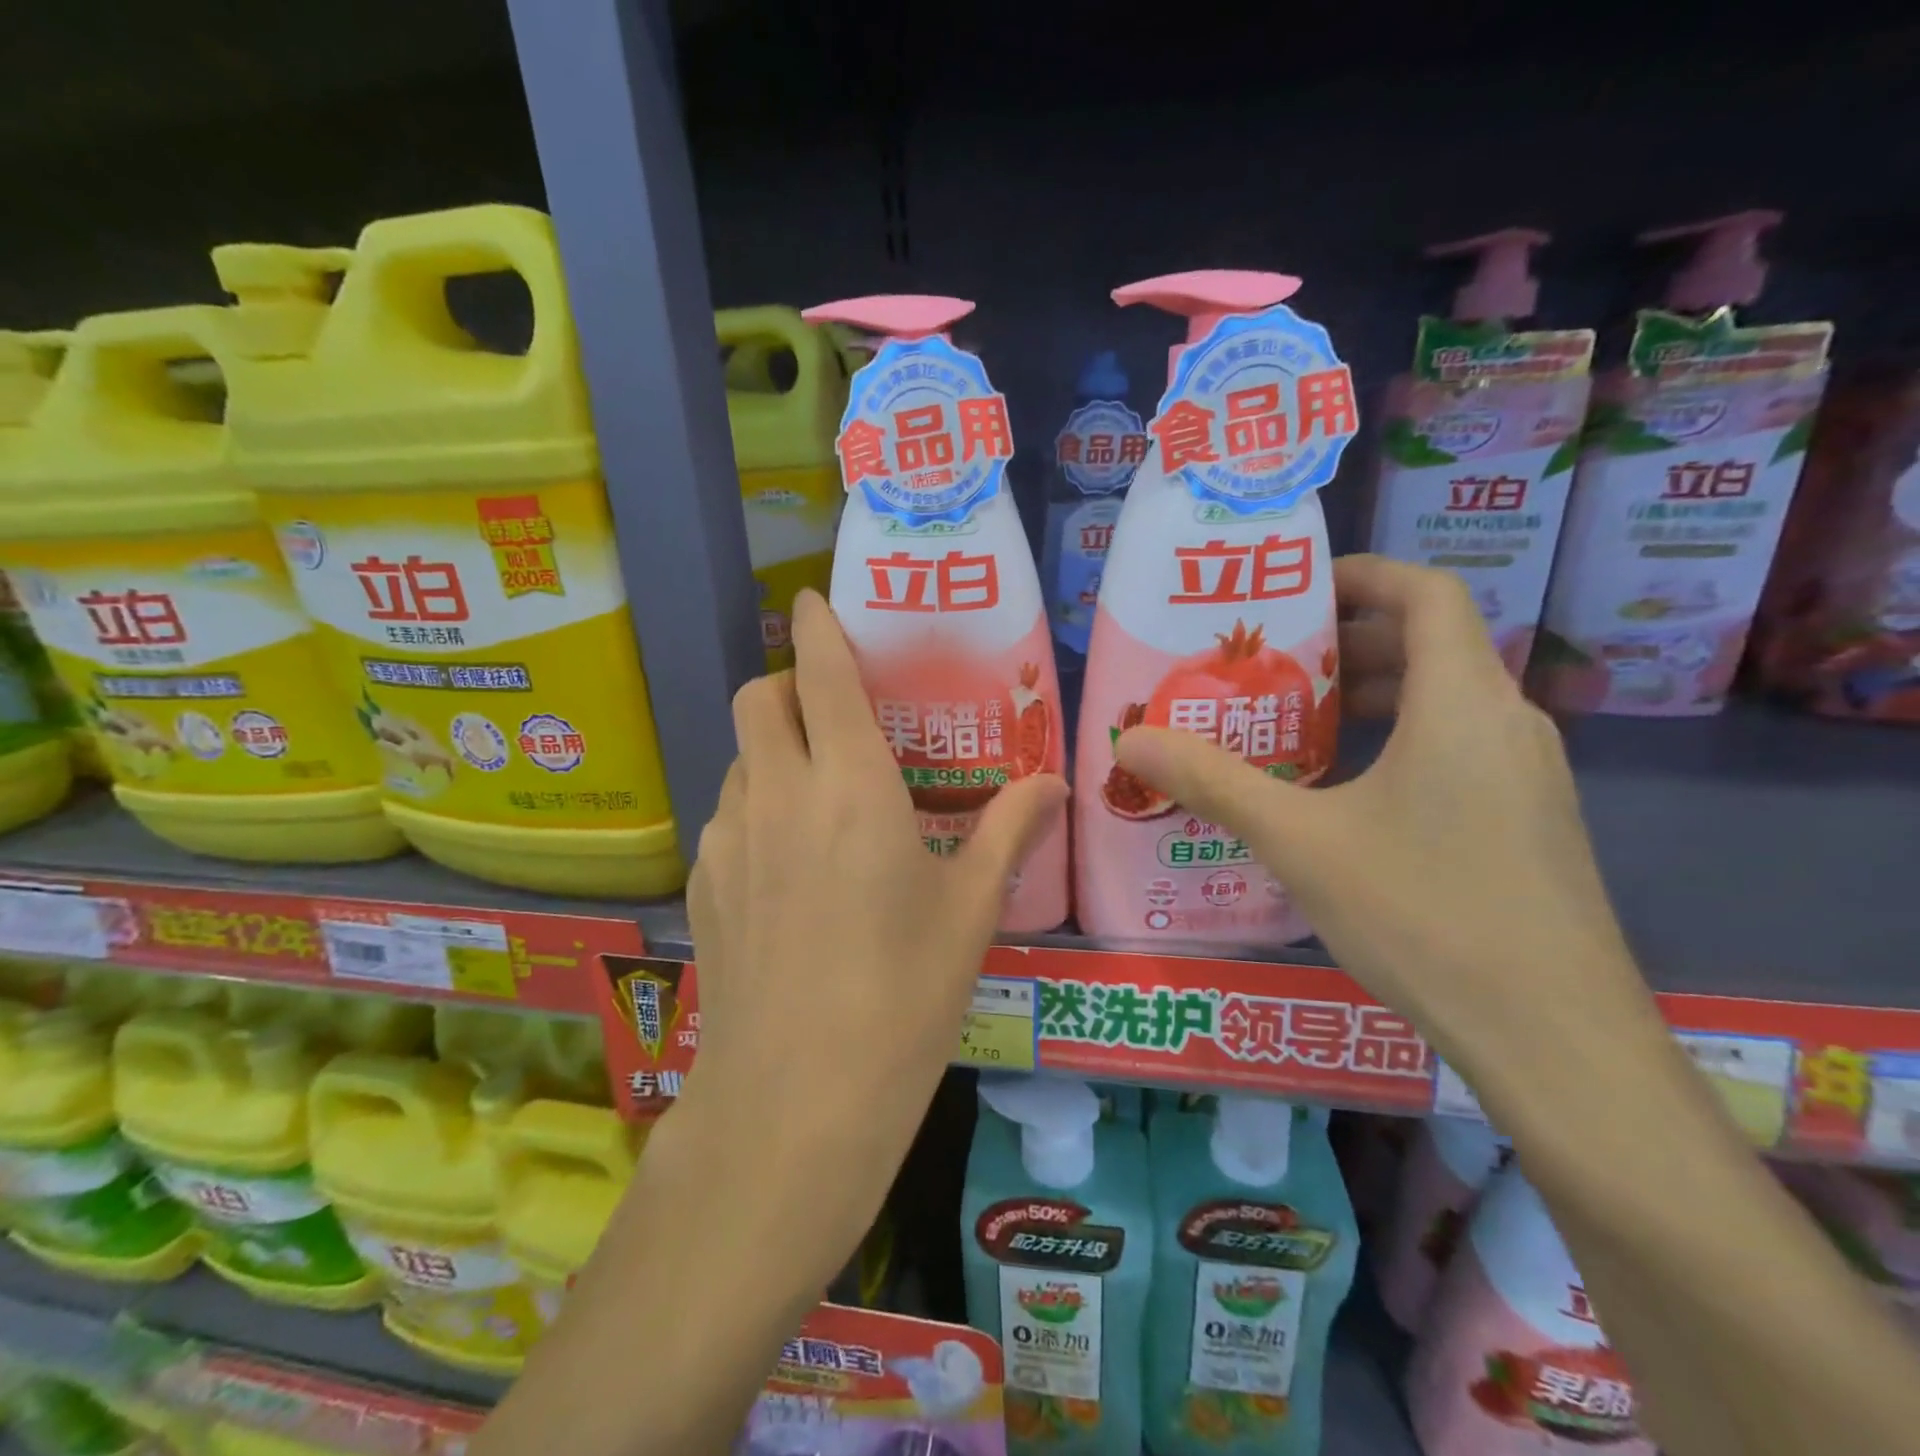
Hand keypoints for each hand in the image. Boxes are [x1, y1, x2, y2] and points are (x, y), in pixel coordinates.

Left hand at [682, 589, 1067, 1279]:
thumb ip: (1011, 831)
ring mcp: (730, 839)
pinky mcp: (704, 885)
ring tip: (817, 795)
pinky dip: (756, 807)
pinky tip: (787, 865)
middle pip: (757, 697)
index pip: (819, 673)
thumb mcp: (971, 912)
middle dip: (787, 683)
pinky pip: (727, 814)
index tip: (814, 601)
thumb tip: (1056, 782)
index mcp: (851, 787)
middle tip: (832, 713)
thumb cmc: (902, 997)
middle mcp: (779, 795)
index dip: (816, 626)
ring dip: (773, 750)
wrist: (795, 1103)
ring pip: (740, 757)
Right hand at [1113, 555, 1649, 1072]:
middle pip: (1430, 645)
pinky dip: (1397, 742)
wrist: (1555, 1038)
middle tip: (1270, 662)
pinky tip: (1342, 795)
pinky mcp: (1527, 821)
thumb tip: (1133, 741)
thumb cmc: (1425, 916)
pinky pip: (1456, 748)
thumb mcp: (1301, 843)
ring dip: (1369, 696)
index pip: (1427, 592)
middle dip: (1347, 641)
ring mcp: (1527, 775)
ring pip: (1443, 702)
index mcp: (1463, 704)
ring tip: (1293, 724)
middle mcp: (1507, 723)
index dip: (1362, 574)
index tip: (1295, 590)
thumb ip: (1214, 783)